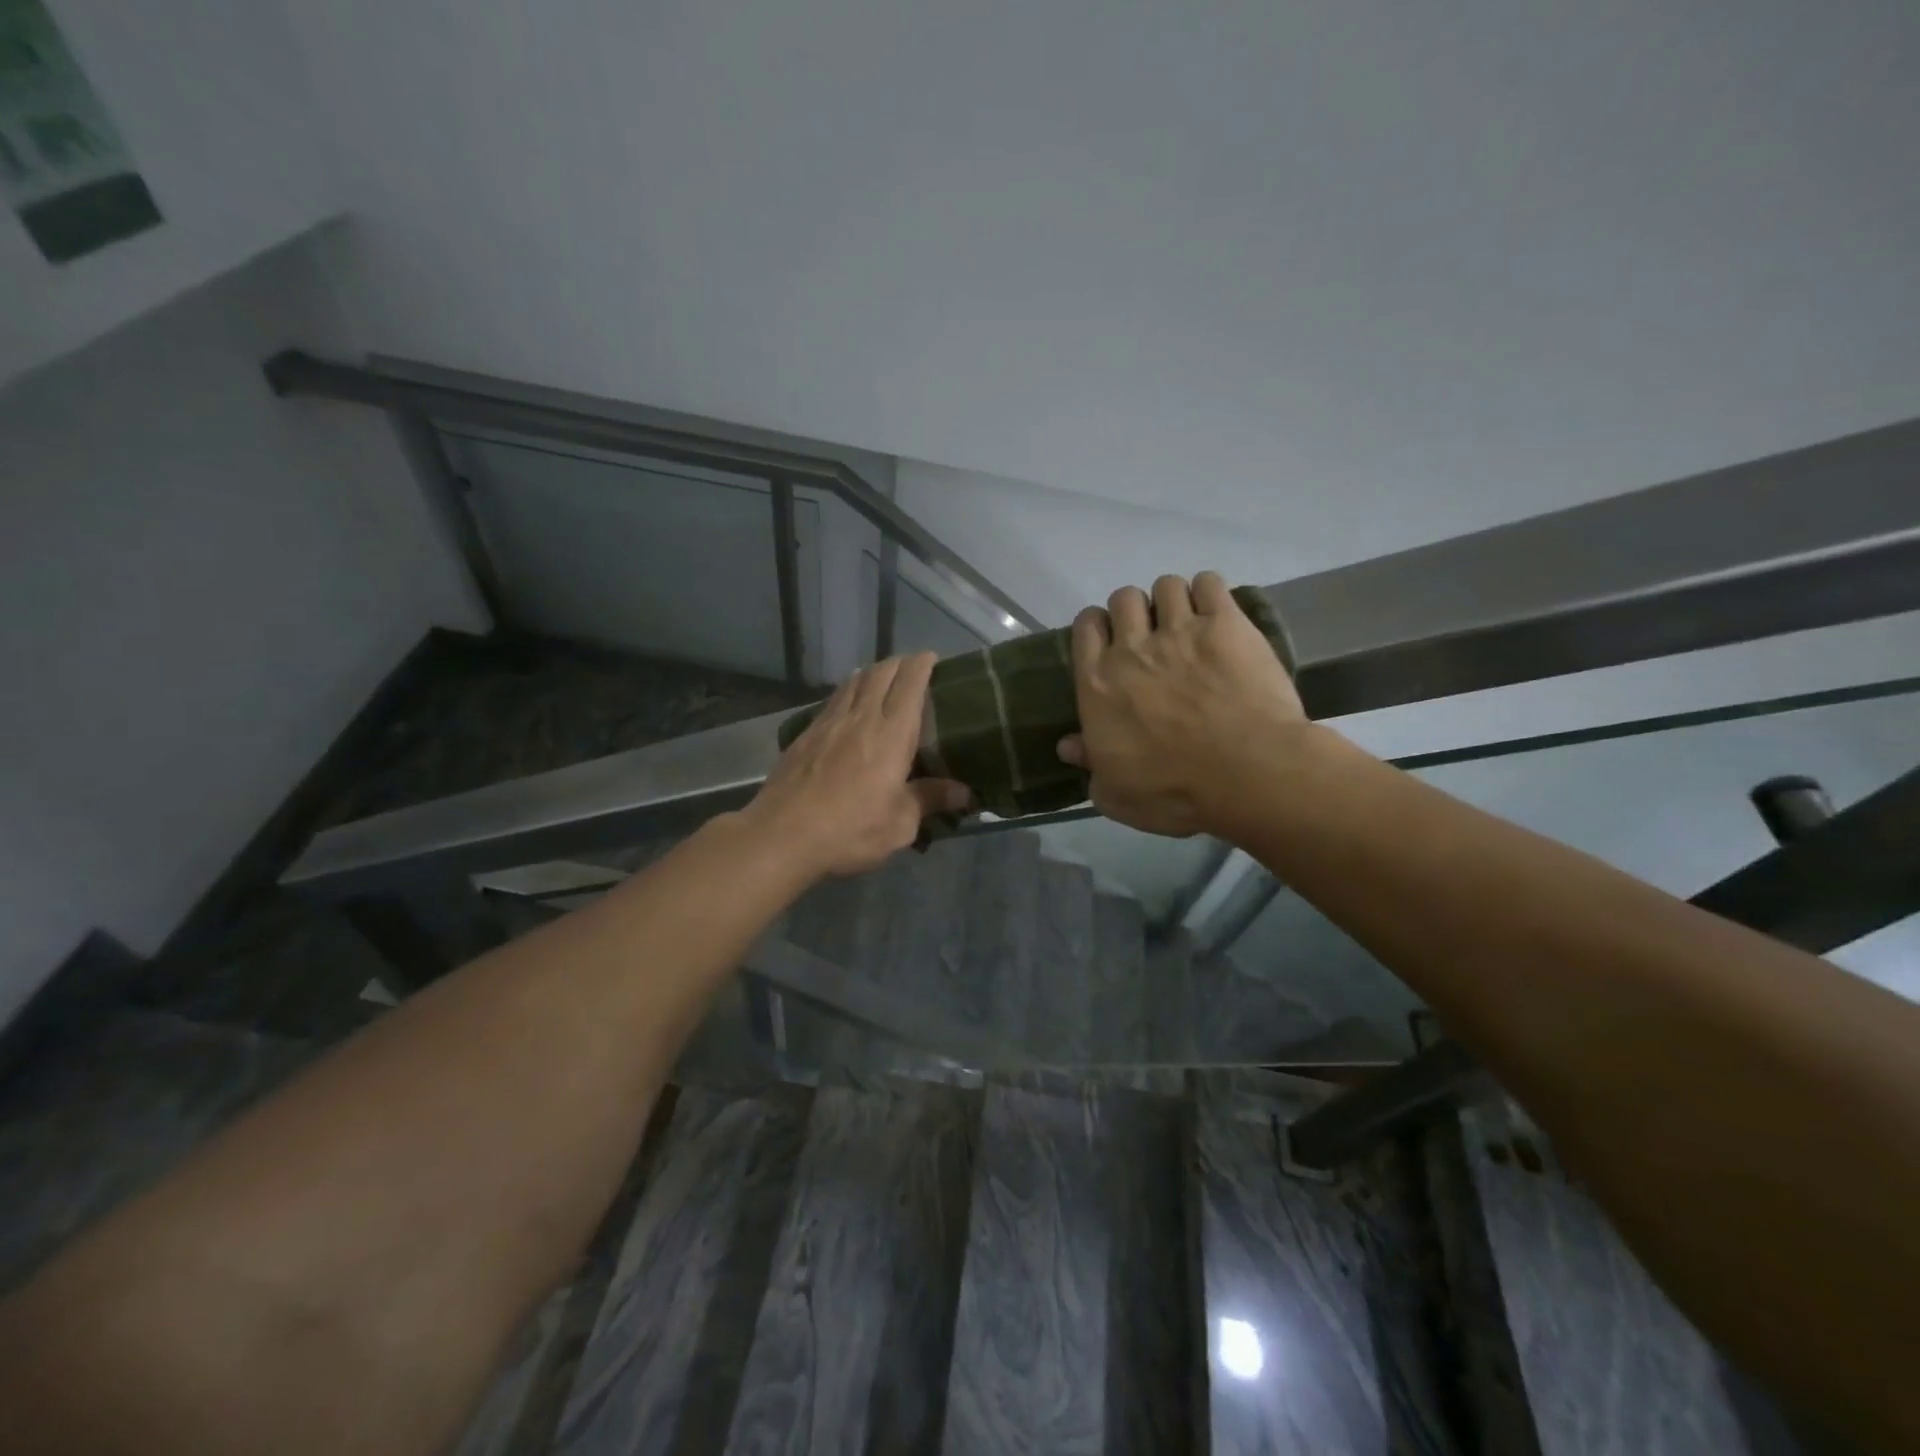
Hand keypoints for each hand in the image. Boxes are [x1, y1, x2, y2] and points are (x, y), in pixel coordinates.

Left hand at [742, 652, 971, 879]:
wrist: (782, 835)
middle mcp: (861, 718)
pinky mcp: (805, 735)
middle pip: (881, 673)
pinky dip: (848, 691)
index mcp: (892, 734)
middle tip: (912, 668)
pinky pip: (833, 700)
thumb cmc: (850, 830)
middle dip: (899, 663)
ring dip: (872, 673)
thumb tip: (965, 792)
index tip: (932, 658)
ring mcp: (829, 723)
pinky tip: (848, 704)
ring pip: (854, 682)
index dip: (922, 664)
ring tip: (882, 678)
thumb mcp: (900, 824)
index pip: (910, 683)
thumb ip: (930, 800)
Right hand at [1058, 572, 1306, 837]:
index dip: (1098, 627)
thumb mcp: (1116, 794)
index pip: (1085, 628)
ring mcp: (1180, 631)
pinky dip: (1209, 591)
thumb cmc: (1173, 791)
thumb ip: (1089, 764)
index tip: (1110, 641)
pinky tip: (1216, 613)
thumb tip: (1067, 745)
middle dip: (1134, 611)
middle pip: (1123, 599)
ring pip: (1165, 585)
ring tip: (1187, 623)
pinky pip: (1209, 583)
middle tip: (1152, 636)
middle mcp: (1132, 647)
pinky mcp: (1225, 624)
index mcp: (1098, 683)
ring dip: (1172, 600)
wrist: (1246, 774)